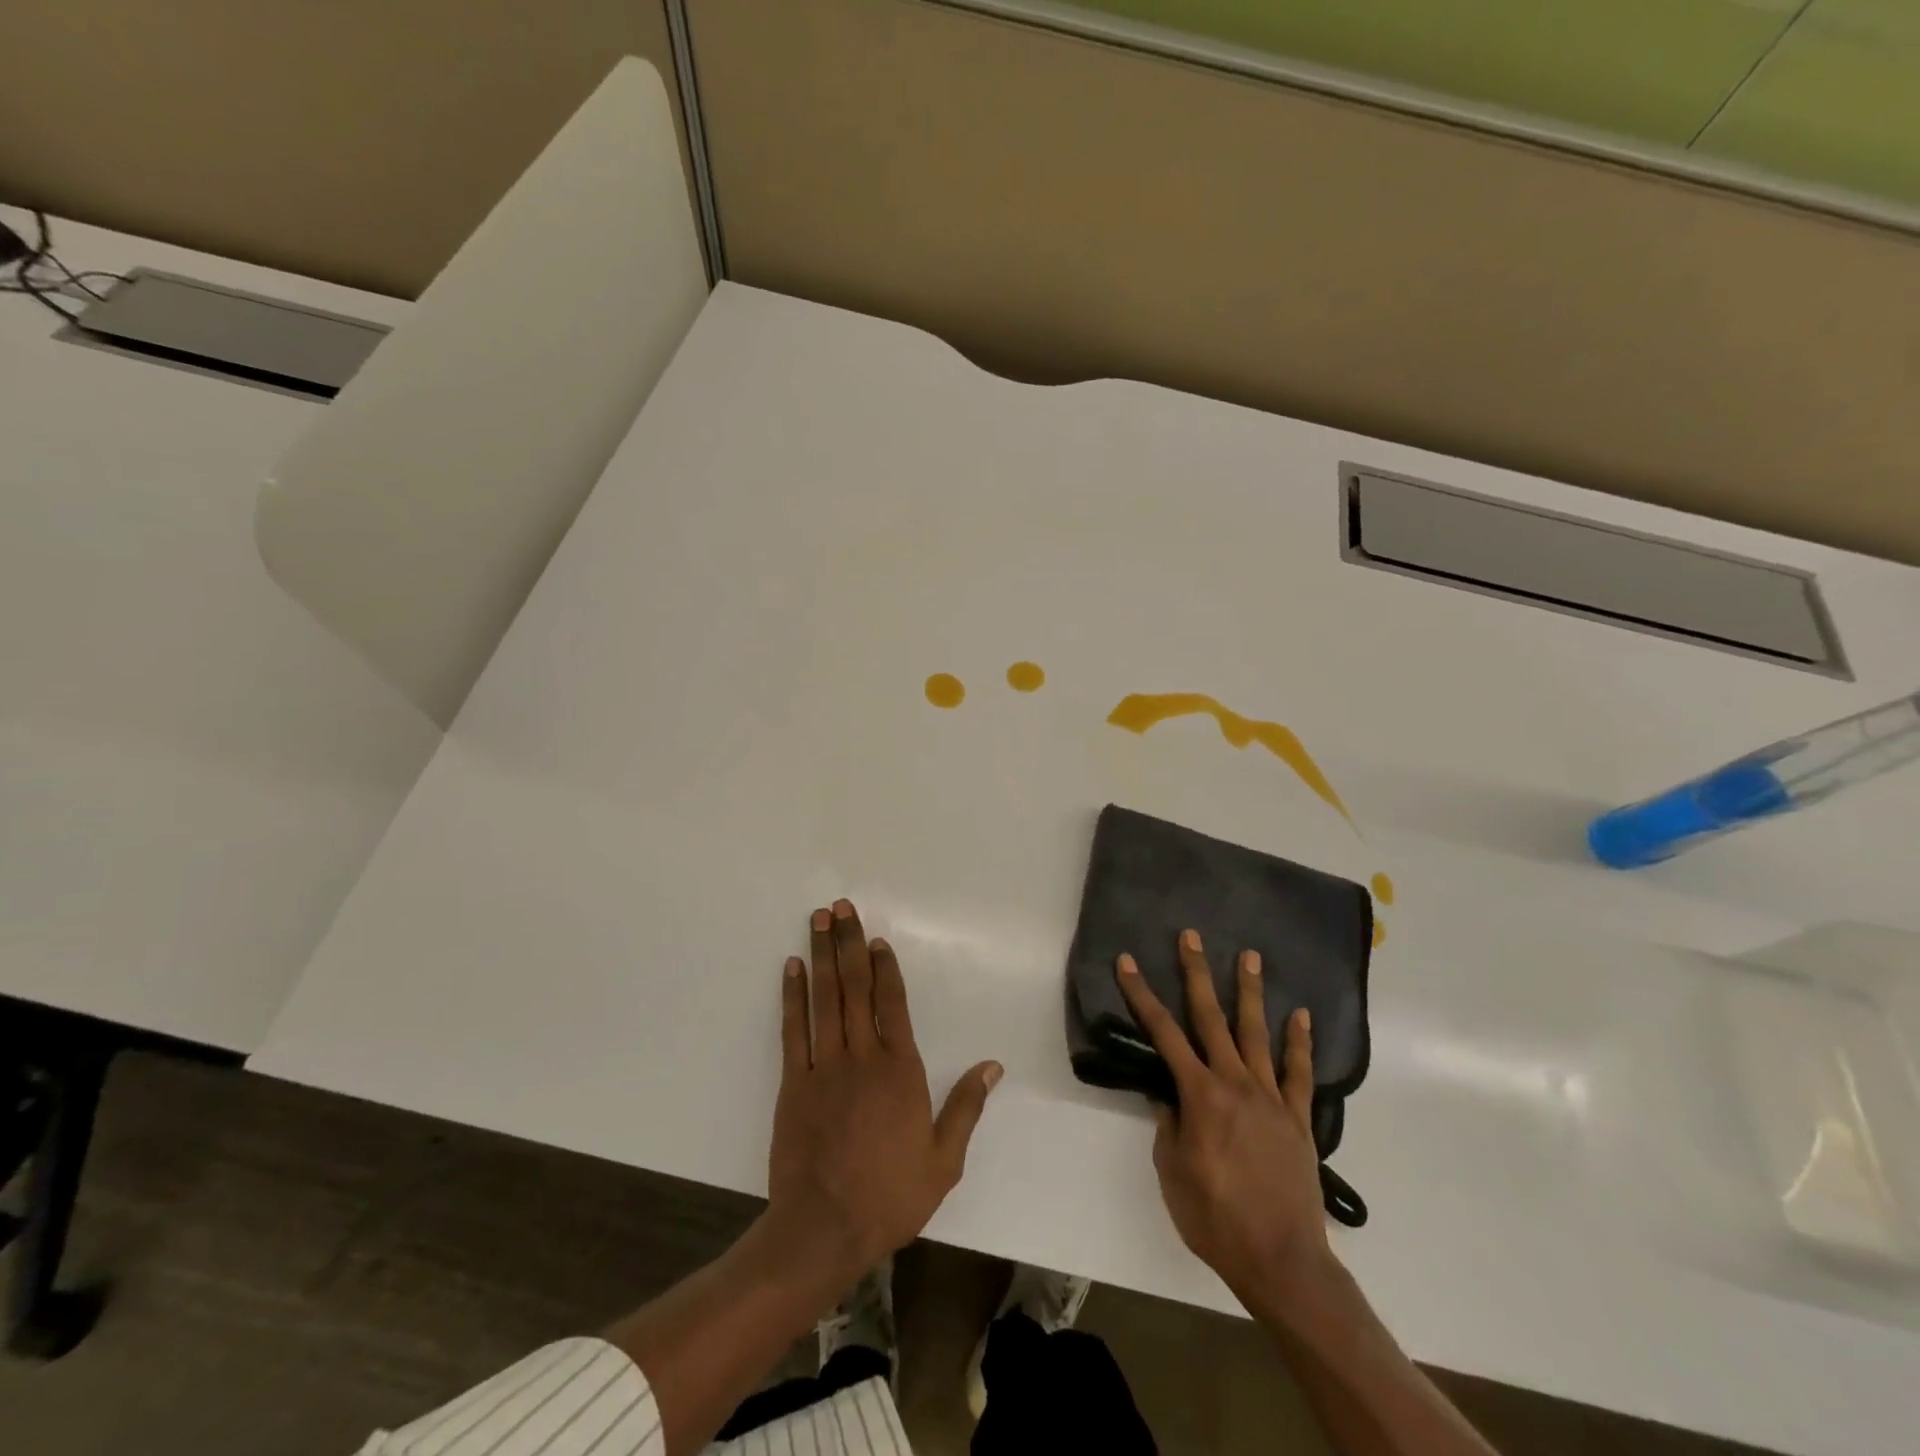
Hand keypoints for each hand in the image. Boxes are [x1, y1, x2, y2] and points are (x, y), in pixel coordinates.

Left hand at [767, 899, 1002, 1276]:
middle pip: (855, 988)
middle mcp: (863, 1057)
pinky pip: (795, 1029)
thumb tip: (993, 1066)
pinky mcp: (795, 1083)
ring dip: (822, 956)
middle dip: (849, 944)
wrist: (825, 1229)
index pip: (893, 1004)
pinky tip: (792, 968)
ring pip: (825, 998)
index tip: (876, 939)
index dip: (884, 968)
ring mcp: (825, 1067)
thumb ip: (966, 1107)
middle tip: (841, 907)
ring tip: (819, 920)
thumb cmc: (890, 1196)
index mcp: (901, 1071)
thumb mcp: (944, 1160)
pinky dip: (793, 996)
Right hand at [1116, 930, 1333, 1304]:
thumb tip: (1167, 1094)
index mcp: (1199, 1095)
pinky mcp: (1298, 1117)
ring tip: (1249, 956)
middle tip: (1191, 937)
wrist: (1281, 1260)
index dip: (1141, 995)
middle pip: (1211, 1017)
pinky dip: (1299, 1042)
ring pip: (1257, 1032)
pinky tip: (1301, 1015)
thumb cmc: (1215, 1219)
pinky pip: (1298, 1072)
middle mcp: (1234, 1083)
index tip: (1127, 962)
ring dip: (1250, 992)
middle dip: (1196, 973)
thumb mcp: (1172, 1173)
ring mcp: (1270, 1097)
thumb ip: (1168, 1126)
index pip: (1163, 1034)